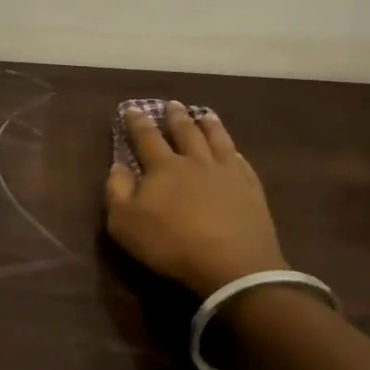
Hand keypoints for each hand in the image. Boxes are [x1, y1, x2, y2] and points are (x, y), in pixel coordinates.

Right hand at [103, 101, 287, 298]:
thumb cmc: (172, 244)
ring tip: (205, 114)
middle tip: (172, 104)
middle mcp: (195, 161)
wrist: (233, 266)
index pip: (147, 137)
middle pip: (185, 132)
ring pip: (217, 139)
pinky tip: (234, 150)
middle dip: (176, 117)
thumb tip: (117, 165)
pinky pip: (241, 161)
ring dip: (209, 125)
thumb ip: (117, 191)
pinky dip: (234, 150)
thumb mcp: (126, 223)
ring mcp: (227, 173)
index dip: (138, 122)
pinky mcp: (251, 189)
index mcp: (164, 167)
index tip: (132, 108)